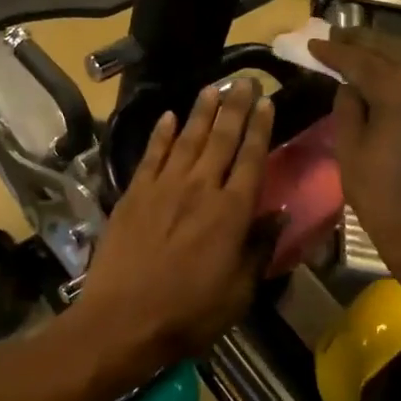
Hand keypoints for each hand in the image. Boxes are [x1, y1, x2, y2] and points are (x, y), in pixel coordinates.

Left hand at [71, 79, 278, 387]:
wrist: (122, 319)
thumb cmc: (188, 313)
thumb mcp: (238, 292)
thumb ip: (259, 249)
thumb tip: (278, 215)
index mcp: (231, 212)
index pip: (252, 158)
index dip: (261, 128)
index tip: (268, 102)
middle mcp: (200, 189)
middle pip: (222, 139)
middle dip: (236, 107)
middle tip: (245, 80)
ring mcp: (163, 188)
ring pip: (187, 139)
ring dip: (201, 111)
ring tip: (214, 87)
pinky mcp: (134, 194)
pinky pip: (151, 155)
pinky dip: (160, 134)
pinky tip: (168, 116)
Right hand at [309, 39, 400, 276]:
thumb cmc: (381, 195)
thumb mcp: (350, 150)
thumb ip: (348, 107)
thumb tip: (349, 86)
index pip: (361, 60)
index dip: (334, 51)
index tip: (312, 43)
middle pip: (389, 54)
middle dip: (360, 45)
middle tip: (333, 39)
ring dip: (380, 59)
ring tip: (353, 55)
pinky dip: (398, 77)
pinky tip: (380, 80)